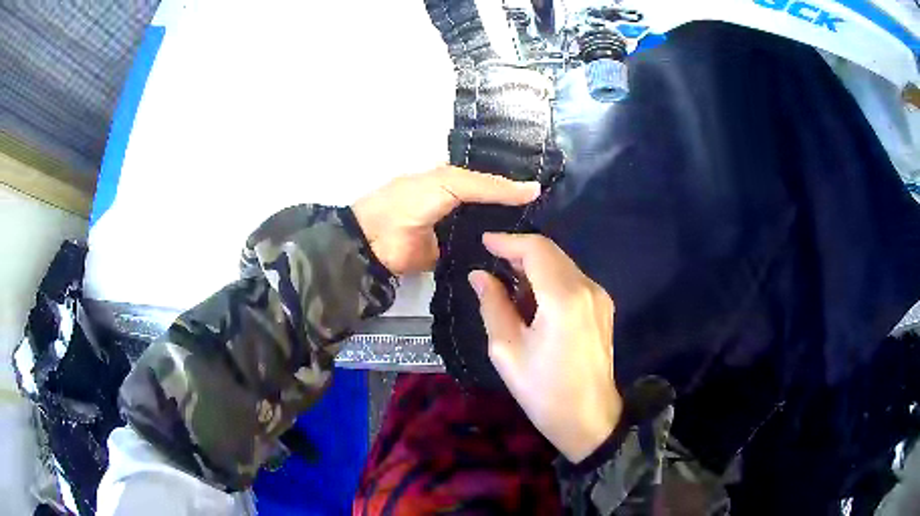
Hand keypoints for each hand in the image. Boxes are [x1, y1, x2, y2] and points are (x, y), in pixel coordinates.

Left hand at [352, 165, 539, 274]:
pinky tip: (526, 257)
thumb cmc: (411, 202)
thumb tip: (535, 189)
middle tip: (557, 219)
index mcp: (459, 181)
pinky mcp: (459, 256)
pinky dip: (499, 254)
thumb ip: (490, 186)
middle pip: (497, 207)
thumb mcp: (450, 183)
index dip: (520, 185)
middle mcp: (464, 205)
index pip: (496, 181)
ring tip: (550, 238)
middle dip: (522, 212)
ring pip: (493, 230)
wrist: (377, 241)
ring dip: (513, 234)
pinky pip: (483, 253)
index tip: (554, 191)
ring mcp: (462, 232)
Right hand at [468, 233, 621, 462]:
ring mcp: (600, 297)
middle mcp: (588, 288)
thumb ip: (493, 306)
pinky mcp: (603, 308)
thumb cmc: (543, 391)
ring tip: (507, 284)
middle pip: (552, 253)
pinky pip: (572, 280)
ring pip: (563, 264)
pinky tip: (532, 299)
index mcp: (564, 298)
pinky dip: (549, 280)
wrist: (589, 420)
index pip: (536, 250)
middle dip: (520, 252)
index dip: (508, 241)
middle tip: (492, 264)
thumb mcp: (507, 351)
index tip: (484, 242)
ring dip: (534, 266)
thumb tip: (480, 276)